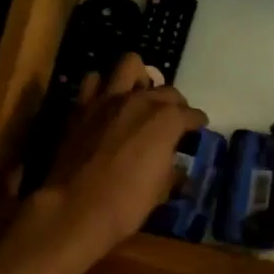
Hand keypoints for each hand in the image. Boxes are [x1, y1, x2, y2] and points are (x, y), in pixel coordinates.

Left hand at [34, 53, 206, 257]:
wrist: (74, 208)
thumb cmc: (126, 204)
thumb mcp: (161, 191)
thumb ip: (171, 168)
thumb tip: (174, 164)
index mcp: (166, 120)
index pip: (191, 114)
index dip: (197, 122)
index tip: (198, 129)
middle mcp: (140, 100)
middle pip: (166, 90)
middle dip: (173, 103)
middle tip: (171, 121)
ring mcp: (108, 99)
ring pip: (130, 64)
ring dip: (138, 79)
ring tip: (138, 98)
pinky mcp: (82, 106)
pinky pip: (93, 81)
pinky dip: (102, 88)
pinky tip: (106, 105)